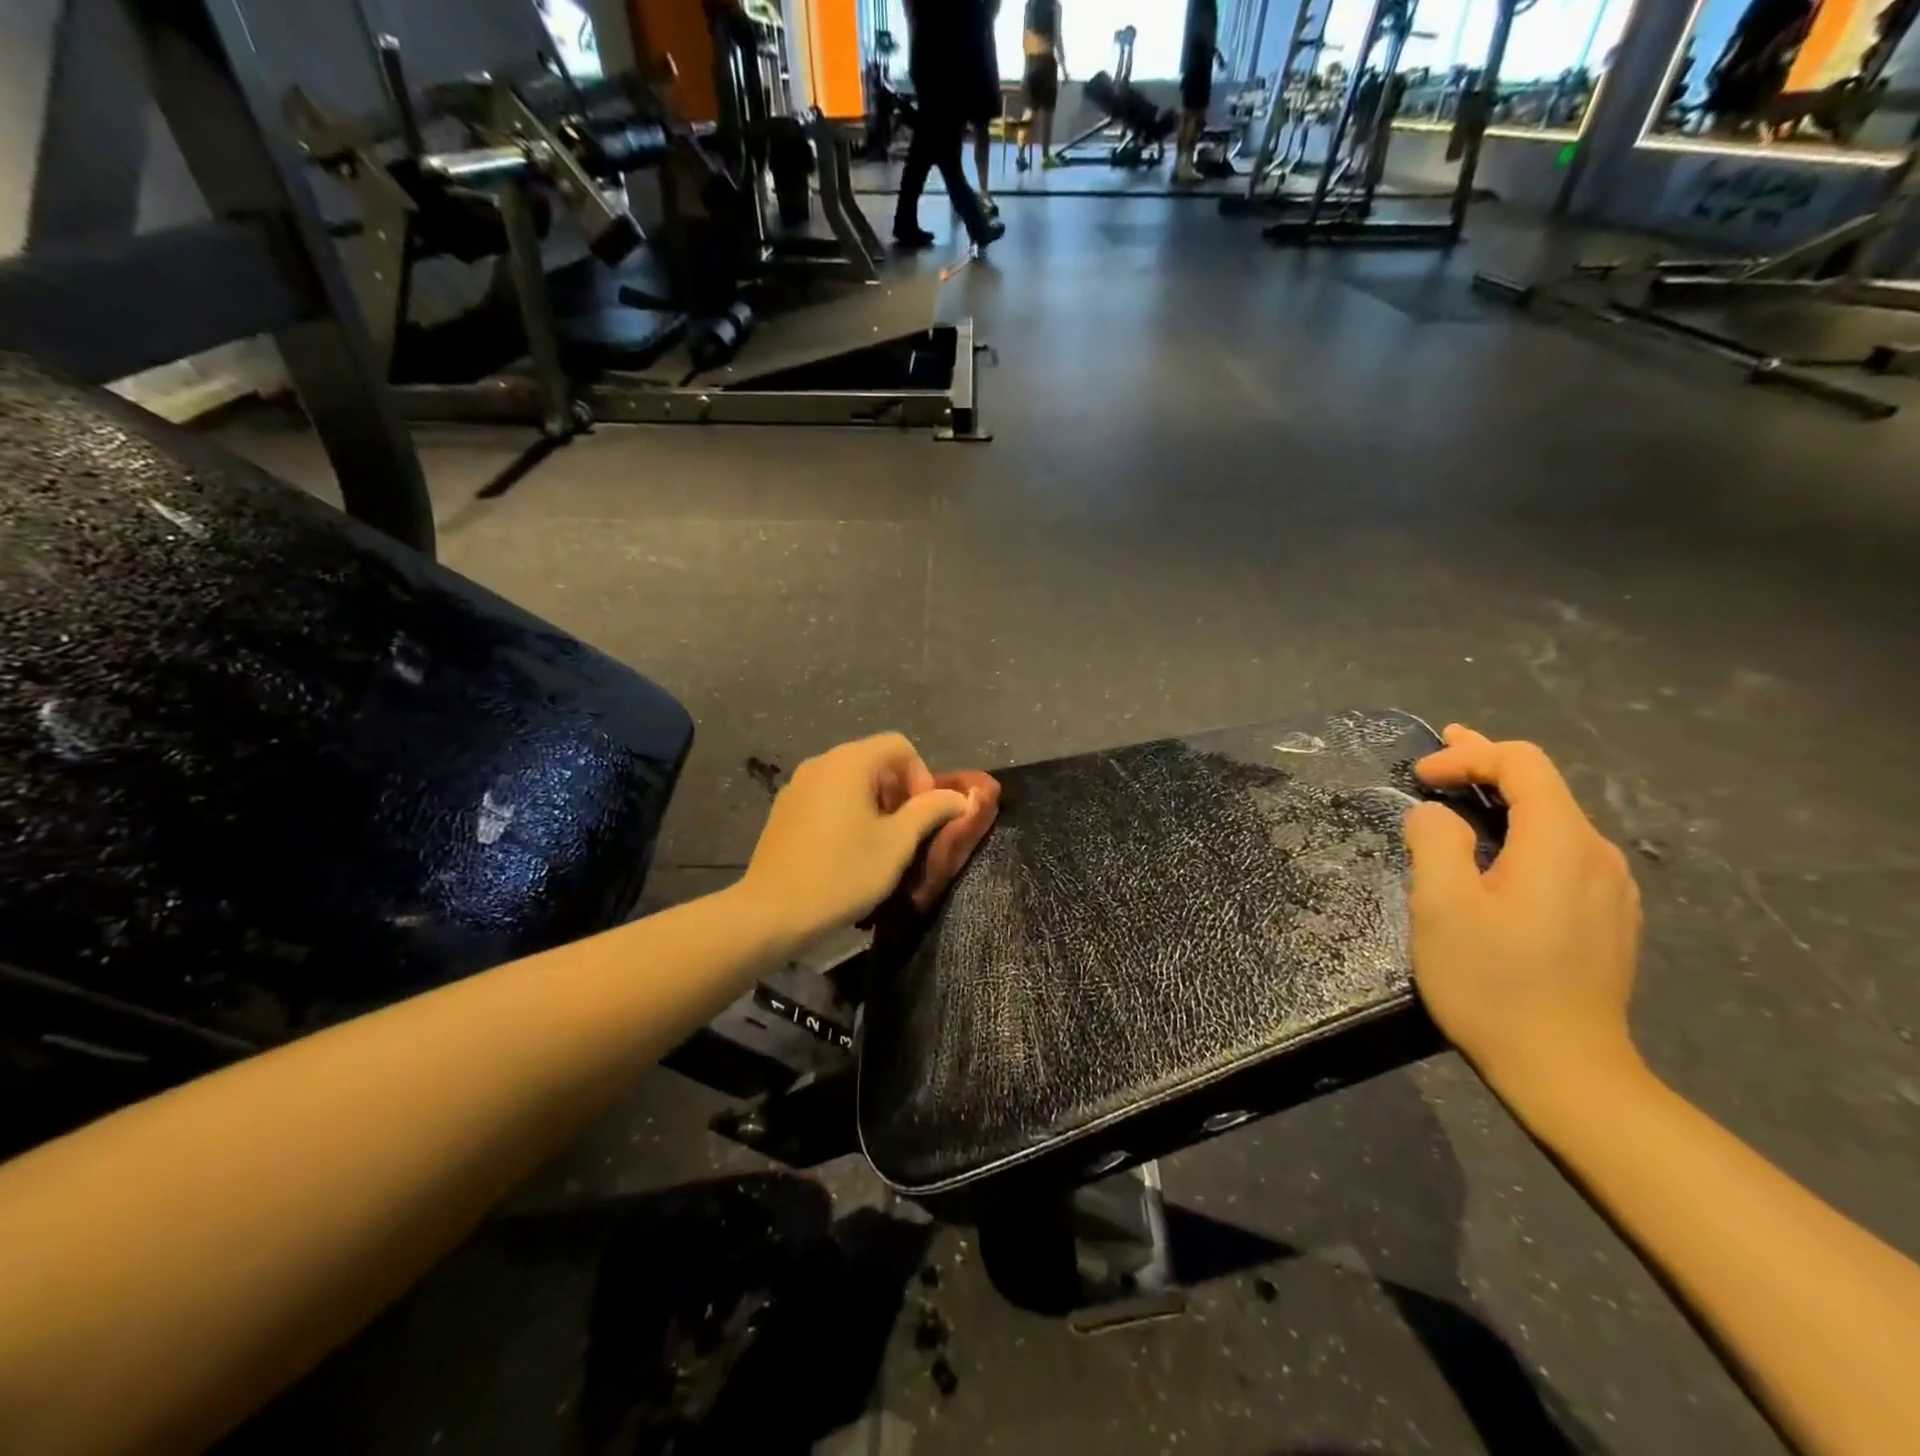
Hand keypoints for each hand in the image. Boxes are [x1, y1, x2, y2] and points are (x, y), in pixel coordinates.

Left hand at [741, 733, 971, 944]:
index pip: (899, 745)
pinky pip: (826, 795)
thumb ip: (931, 811)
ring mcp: (797, 785)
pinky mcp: (784, 809)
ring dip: (873, 802)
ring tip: (877, 842)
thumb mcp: (897, 843)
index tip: (921, 814)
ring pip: (849, 779)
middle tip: (905, 830)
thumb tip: (961, 797)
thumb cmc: (842, 873)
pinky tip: (845, 849)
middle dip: (898, 790)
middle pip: (873, 759)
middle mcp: (821, 762)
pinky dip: (846, 810)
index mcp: (849, 762)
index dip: (921, 775)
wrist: (773, 911)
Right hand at [1402, 726, 1643, 1097]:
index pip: (1522, 764)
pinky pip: (1562, 854)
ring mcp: (1611, 890)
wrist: (1566, 1071)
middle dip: (1487, 764)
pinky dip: (1522, 834)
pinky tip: (1495, 853)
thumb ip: (1435, 842)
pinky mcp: (1607, 919)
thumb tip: (1436, 815)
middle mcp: (1598, 856)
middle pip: (1544, 786)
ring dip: (1503, 801)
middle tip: (1440, 755)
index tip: (1421, 775)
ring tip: (1460, 799)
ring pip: (1555, 821)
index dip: (1468, 755)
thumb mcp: (1443, 906)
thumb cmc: (1493, 982)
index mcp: (1561, 843)